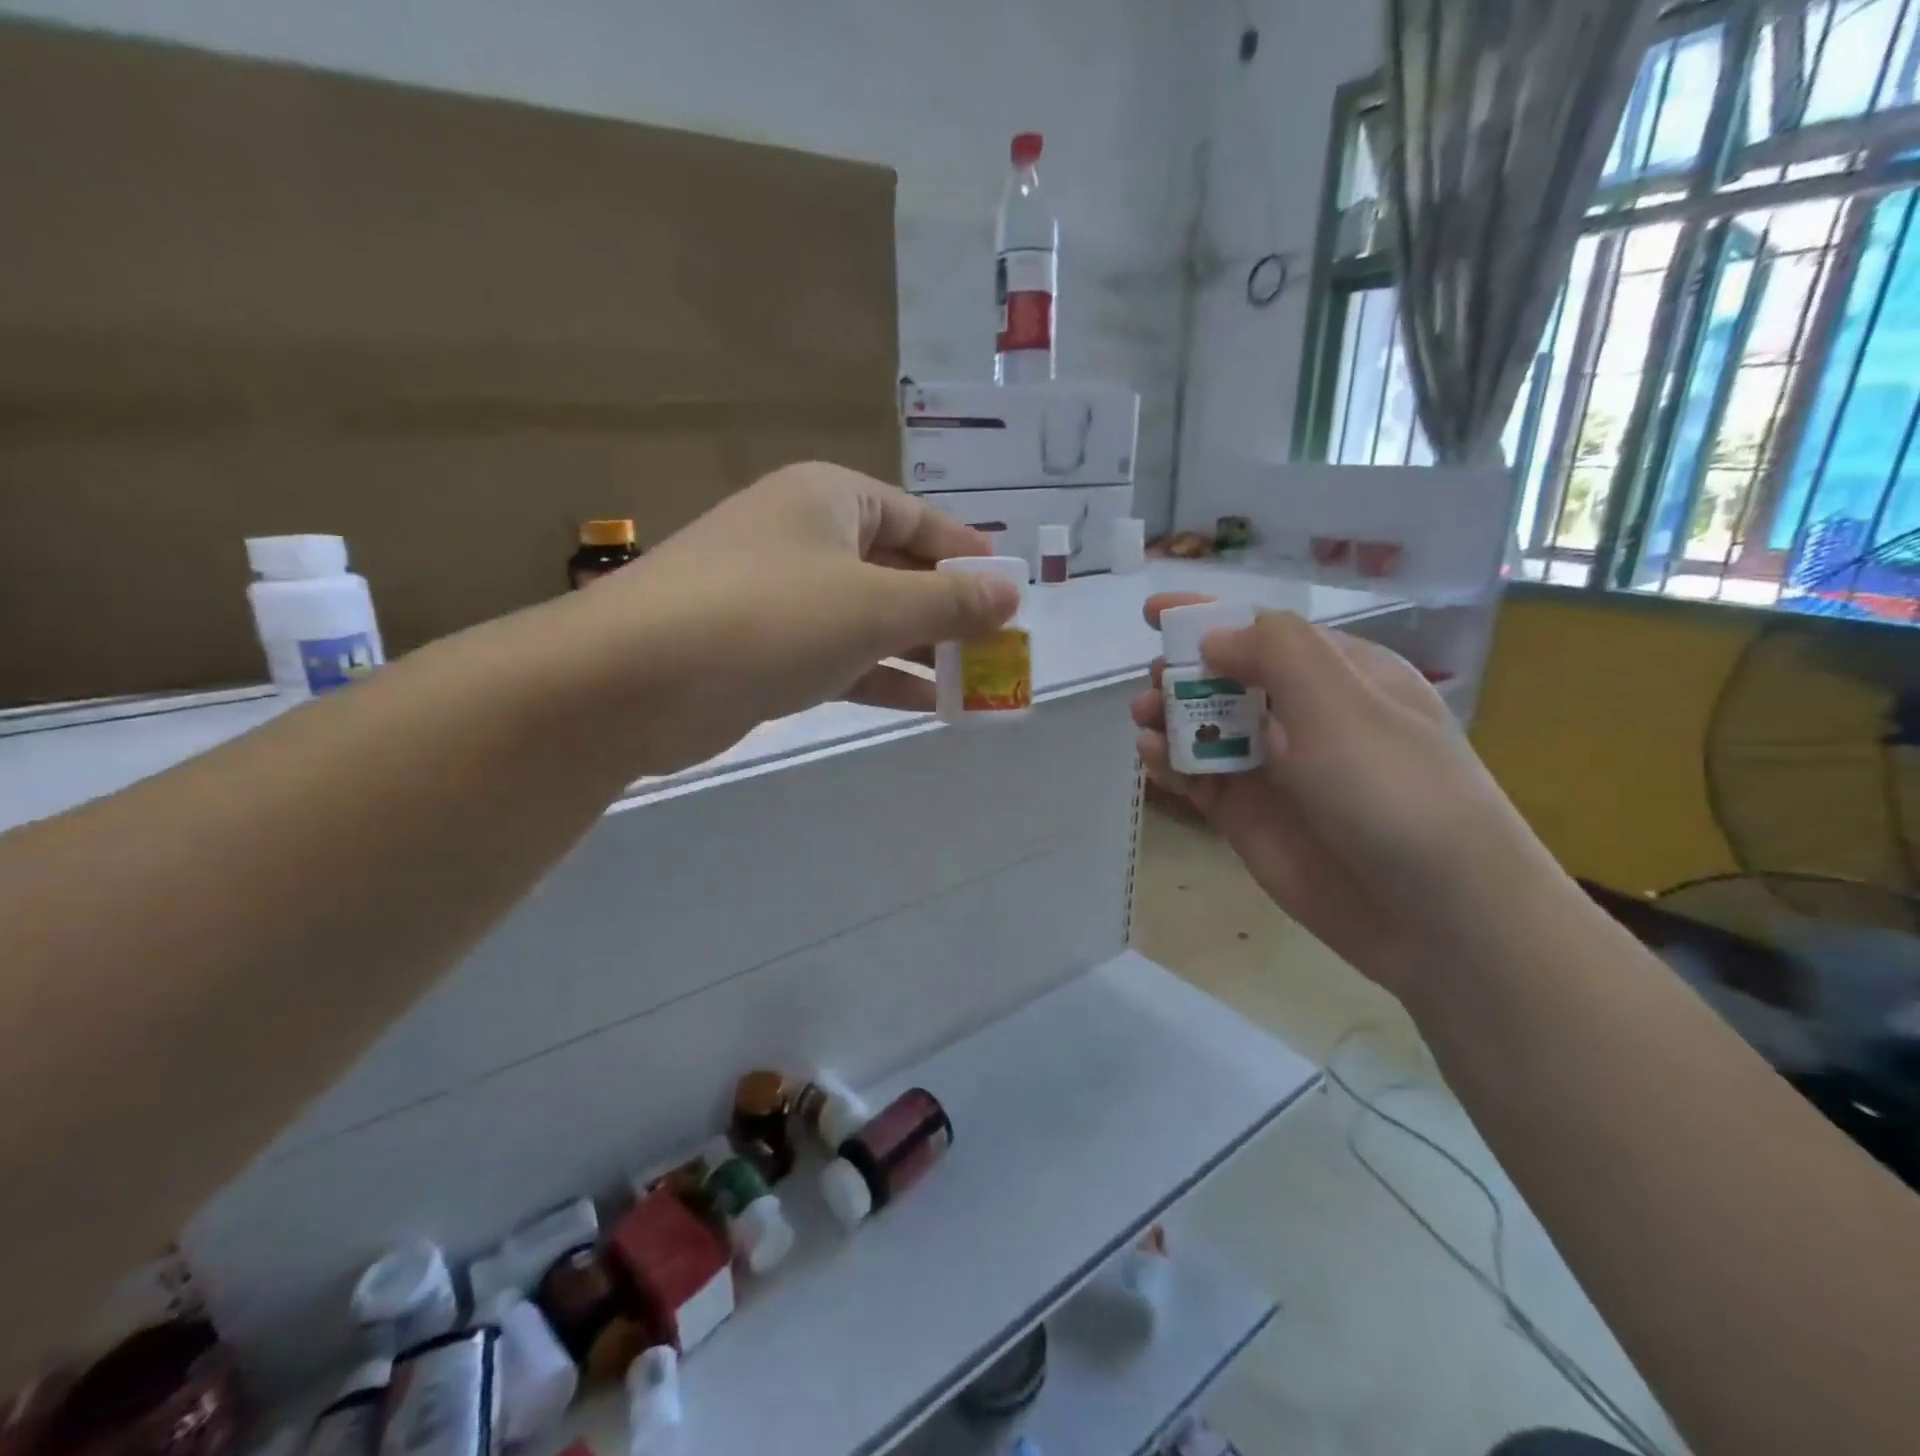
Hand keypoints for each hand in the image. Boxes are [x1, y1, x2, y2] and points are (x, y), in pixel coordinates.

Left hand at [574, 463, 1018, 774]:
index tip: (1011, 592)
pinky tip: (925, 704)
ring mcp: (779, 596)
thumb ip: (948, 602)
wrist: (636, 680)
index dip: (967, 555)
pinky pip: (838, 656)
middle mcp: (804, 536)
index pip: (917, 518)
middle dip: (947, 611)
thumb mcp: (874, 605)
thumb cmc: (770, 618)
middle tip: (999, 648)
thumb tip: (1012, 595)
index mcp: (829, 499)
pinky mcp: (762, 650)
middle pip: (895, 569)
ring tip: (976, 683)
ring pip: (867, 618)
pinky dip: (880, 676)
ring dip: (919, 650)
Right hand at [1131, 595, 1554, 1001]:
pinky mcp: (1248, 817)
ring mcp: (1273, 770)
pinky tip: (1151, 757)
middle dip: (1184, 673)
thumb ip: (1275, 653)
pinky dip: (1171, 764)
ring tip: (1144, 720)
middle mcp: (1304, 717)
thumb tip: (1214, 639)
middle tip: (1154, 683)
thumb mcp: (1341, 703)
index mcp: (1340, 676)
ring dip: (1170, 718)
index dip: (1208, 618)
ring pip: (1206, 730)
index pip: (1264, 633)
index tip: (1153, 613)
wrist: (1435, 914)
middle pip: (1227, 680)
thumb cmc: (1395, 790)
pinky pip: (1199, 779)